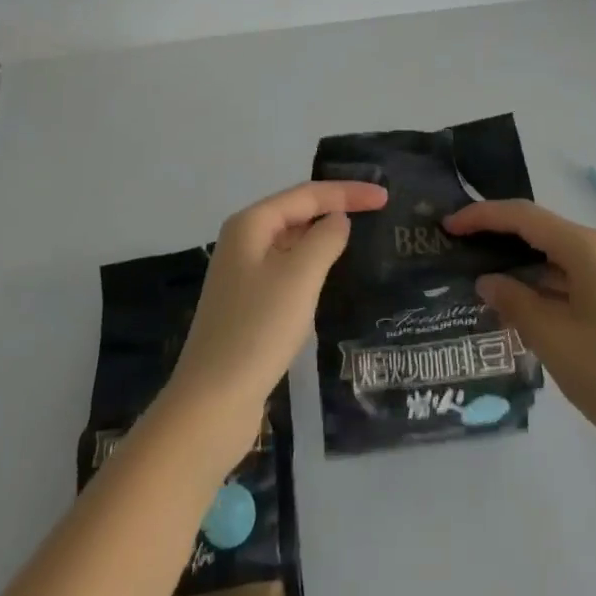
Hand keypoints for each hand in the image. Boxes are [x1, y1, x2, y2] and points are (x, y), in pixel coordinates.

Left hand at [164, 179, 387, 466]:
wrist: (211, 404)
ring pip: (292, 243)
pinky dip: (311, 266)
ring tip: (360, 237)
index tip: (384, 196)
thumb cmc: (258, 330)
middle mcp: (243, 241)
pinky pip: (287, 271)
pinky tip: (329, 278)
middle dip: (335, 208)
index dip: (347, 192)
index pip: (307, 194)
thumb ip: (325, 239)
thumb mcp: (300, 276)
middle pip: (297, 212)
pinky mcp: (247, 306)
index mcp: (251, 224)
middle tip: (377, 211)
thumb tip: (338, 220)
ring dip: (323, 237)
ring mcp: (242, 275)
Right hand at [444, 198, 595, 459]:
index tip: (448, 225)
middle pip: (539, 229)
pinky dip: (540, 281)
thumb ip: (514, 302)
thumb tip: (487, 280)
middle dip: (497, 234)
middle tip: (458, 245)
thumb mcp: (552, 339)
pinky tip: (518, 300)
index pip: (523, 217)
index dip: (482, 217)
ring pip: (554, 253)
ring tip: (479, 272)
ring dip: (519, 261)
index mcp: (586, 248)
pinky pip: (569, 275)